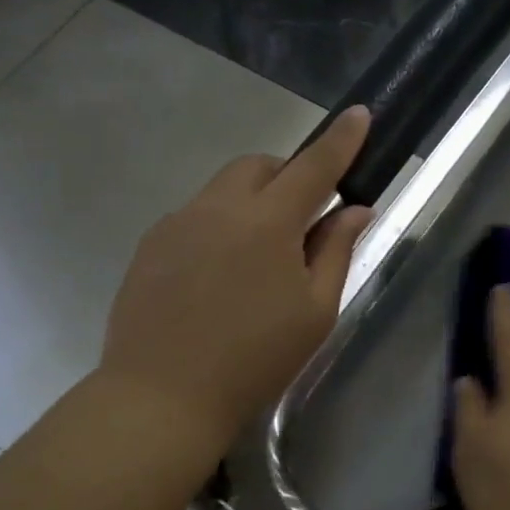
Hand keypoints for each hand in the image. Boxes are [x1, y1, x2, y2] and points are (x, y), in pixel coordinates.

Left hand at [100, 107, 374, 447]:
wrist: (162, 396)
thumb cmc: (254, 359)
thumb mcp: (314, 311)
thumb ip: (336, 252)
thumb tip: (355, 209)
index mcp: (267, 222)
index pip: (313, 166)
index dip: (340, 140)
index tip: (359, 113)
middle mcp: (218, 207)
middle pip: (259, 165)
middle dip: (287, 176)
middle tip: (302, 219)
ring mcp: (177, 223)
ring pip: (223, 189)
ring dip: (251, 201)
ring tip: (256, 258)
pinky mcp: (150, 244)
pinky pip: (195, 216)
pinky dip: (218, 226)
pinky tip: (217, 277)